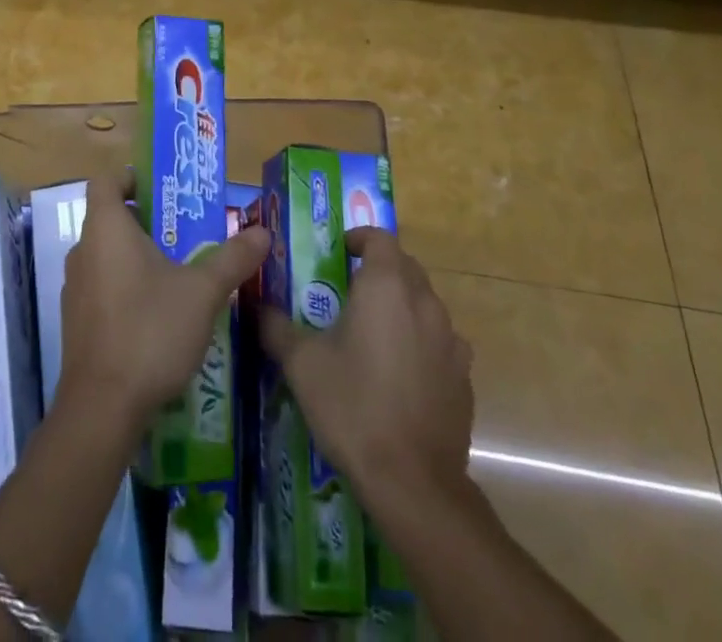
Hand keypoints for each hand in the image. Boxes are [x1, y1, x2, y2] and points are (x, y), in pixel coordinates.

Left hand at [60, 167, 269, 428]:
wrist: (101, 409)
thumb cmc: (149, 331)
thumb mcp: (202, 292)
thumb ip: (232, 259)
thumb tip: (263, 231)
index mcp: (106, 229)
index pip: (106, 180)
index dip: (131, 178)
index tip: (163, 191)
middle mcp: (83, 250)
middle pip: (110, 218)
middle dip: (147, 221)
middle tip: (186, 233)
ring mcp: (75, 288)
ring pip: (107, 255)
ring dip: (137, 257)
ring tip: (179, 272)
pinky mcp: (77, 322)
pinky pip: (102, 287)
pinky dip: (126, 288)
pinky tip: (157, 315)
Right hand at [260, 227, 473, 512]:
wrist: (413, 482)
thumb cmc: (352, 406)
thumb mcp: (301, 363)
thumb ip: (276, 327)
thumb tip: (257, 307)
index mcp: (386, 286)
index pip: (379, 238)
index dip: (359, 238)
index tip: (340, 253)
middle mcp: (424, 302)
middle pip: (405, 268)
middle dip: (380, 270)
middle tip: (350, 292)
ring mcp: (451, 341)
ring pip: (425, 305)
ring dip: (402, 307)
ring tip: (374, 334)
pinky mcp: (464, 377)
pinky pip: (440, 344)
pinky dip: (421, 344)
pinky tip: (401, 374)